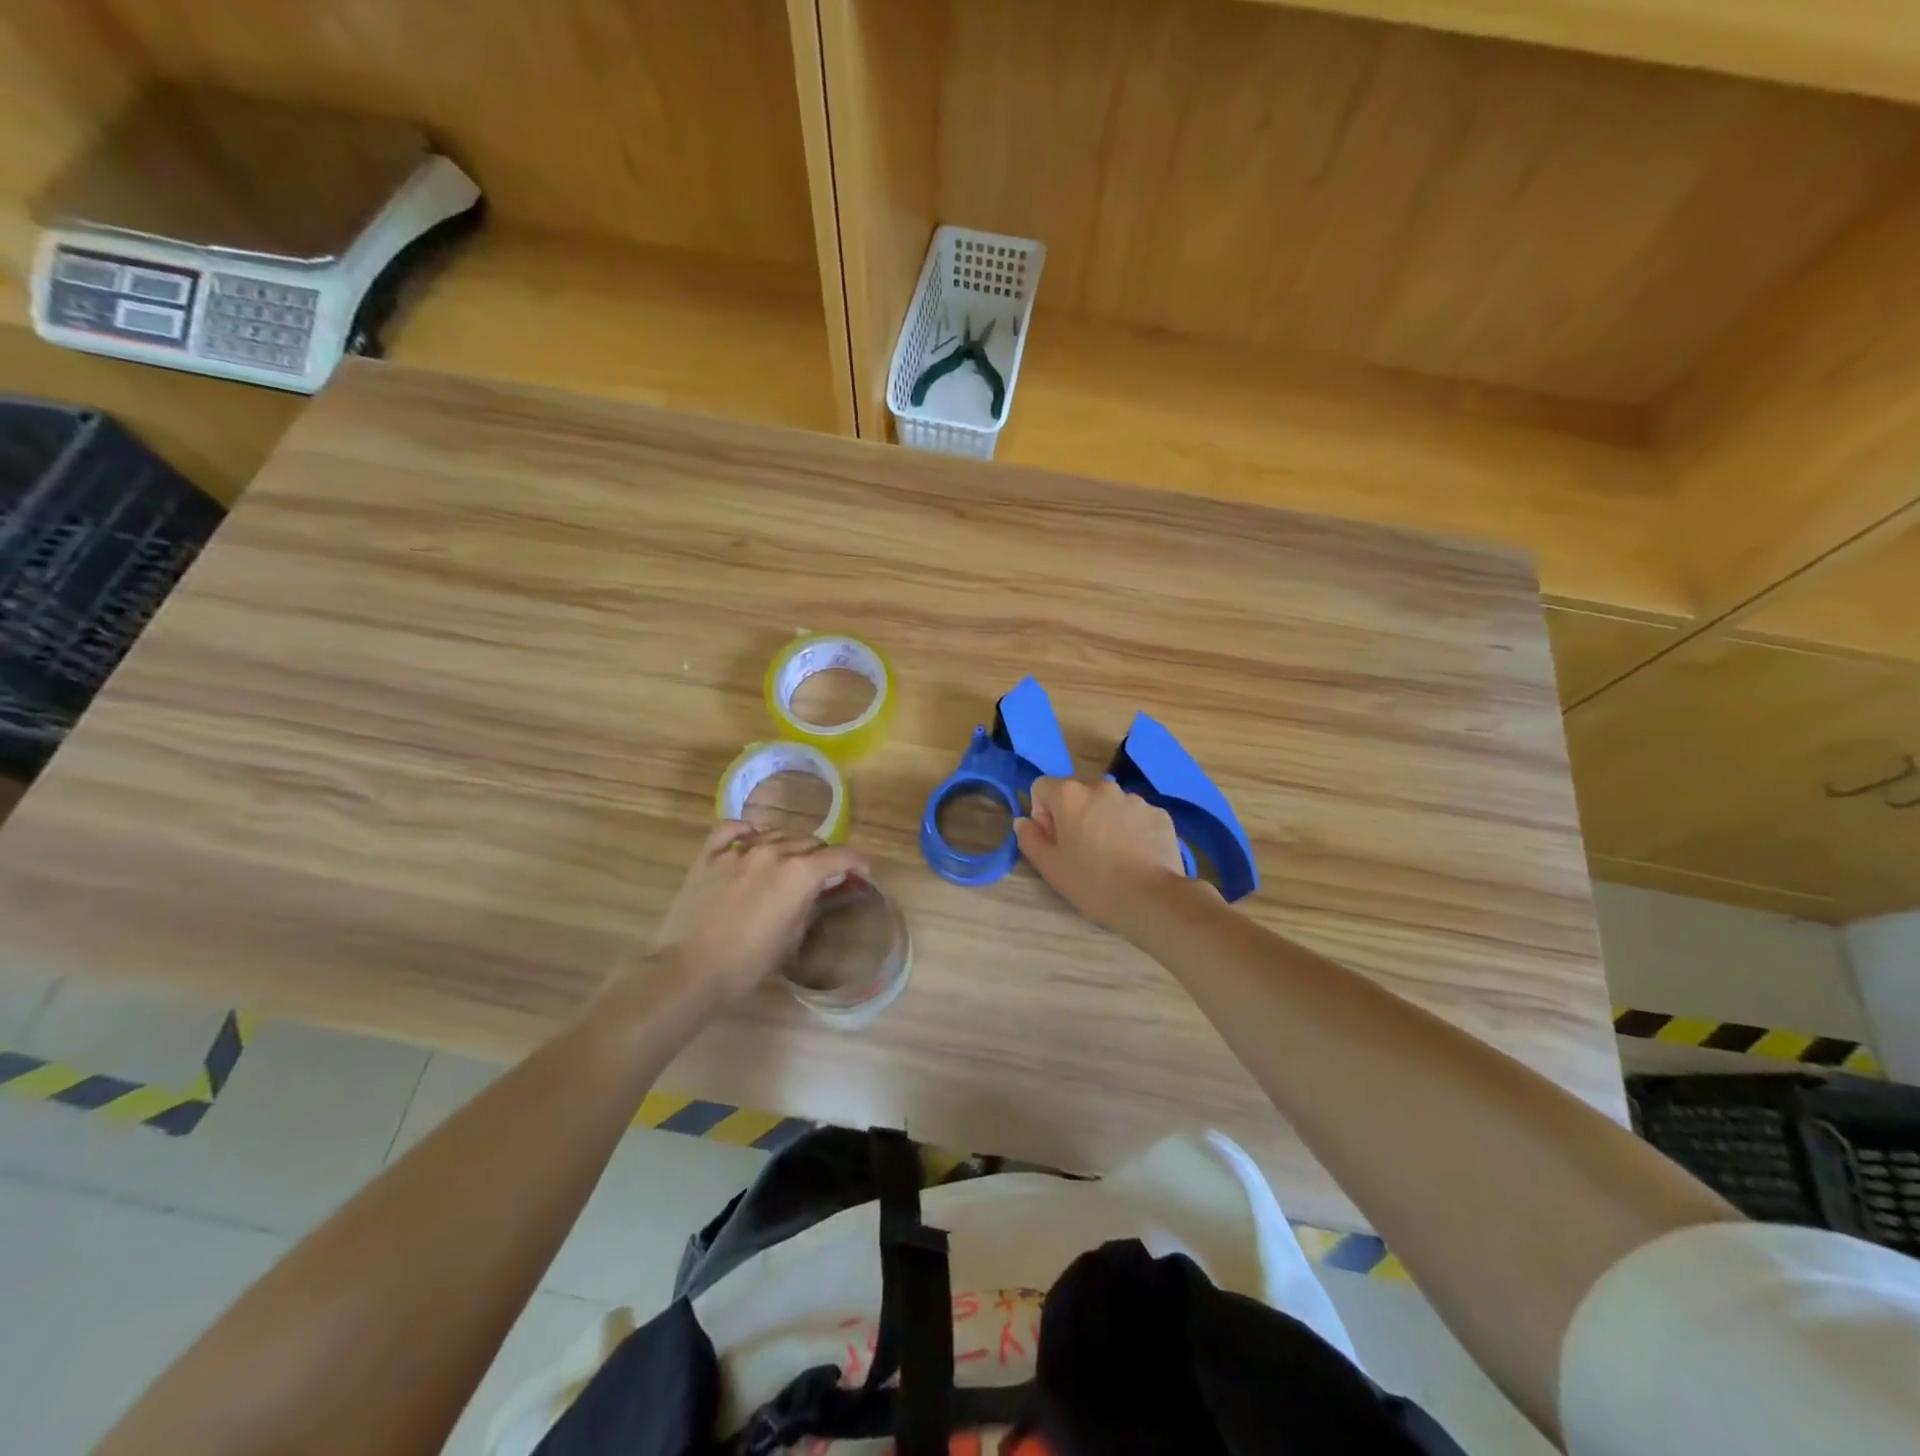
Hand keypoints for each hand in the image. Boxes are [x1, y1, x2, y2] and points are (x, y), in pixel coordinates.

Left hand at [642, 822, 868, 1007]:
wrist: (689, 971)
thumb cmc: (747, 964)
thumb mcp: (791, 938)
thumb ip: (808, 904)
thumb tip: (814, 890)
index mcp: (800, 873)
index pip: (841, 856)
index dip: (858, 862)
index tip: (862, 873)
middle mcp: (773, 852)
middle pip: (810, 842)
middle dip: (823, 857)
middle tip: (823, 876)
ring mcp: (738, 851)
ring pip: (776, 833)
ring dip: (789, 846)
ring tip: (788, 863)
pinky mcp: (709, 856)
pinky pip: (731, 829)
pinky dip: (746, 831)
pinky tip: (750, 838)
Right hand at [1014, 777, 1198, 934]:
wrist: (1152, 899)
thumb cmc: (1093, 883)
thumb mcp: (1050, 867)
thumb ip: (1030, 838)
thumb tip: (1024, 821)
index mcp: (1070, 795)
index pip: (1041, 787)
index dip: (1042, 814)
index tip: (1054, 841)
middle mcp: (1102, 786)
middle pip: (1076, 792)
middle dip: (1072, 814)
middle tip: (1080, 850)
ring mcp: (1134, 798)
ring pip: (1107, 803)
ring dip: (1101, 820)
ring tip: (1111, 855)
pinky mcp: (1159, 814)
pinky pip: (1134, 815)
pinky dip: (1129, 829)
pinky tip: (1134, 856)